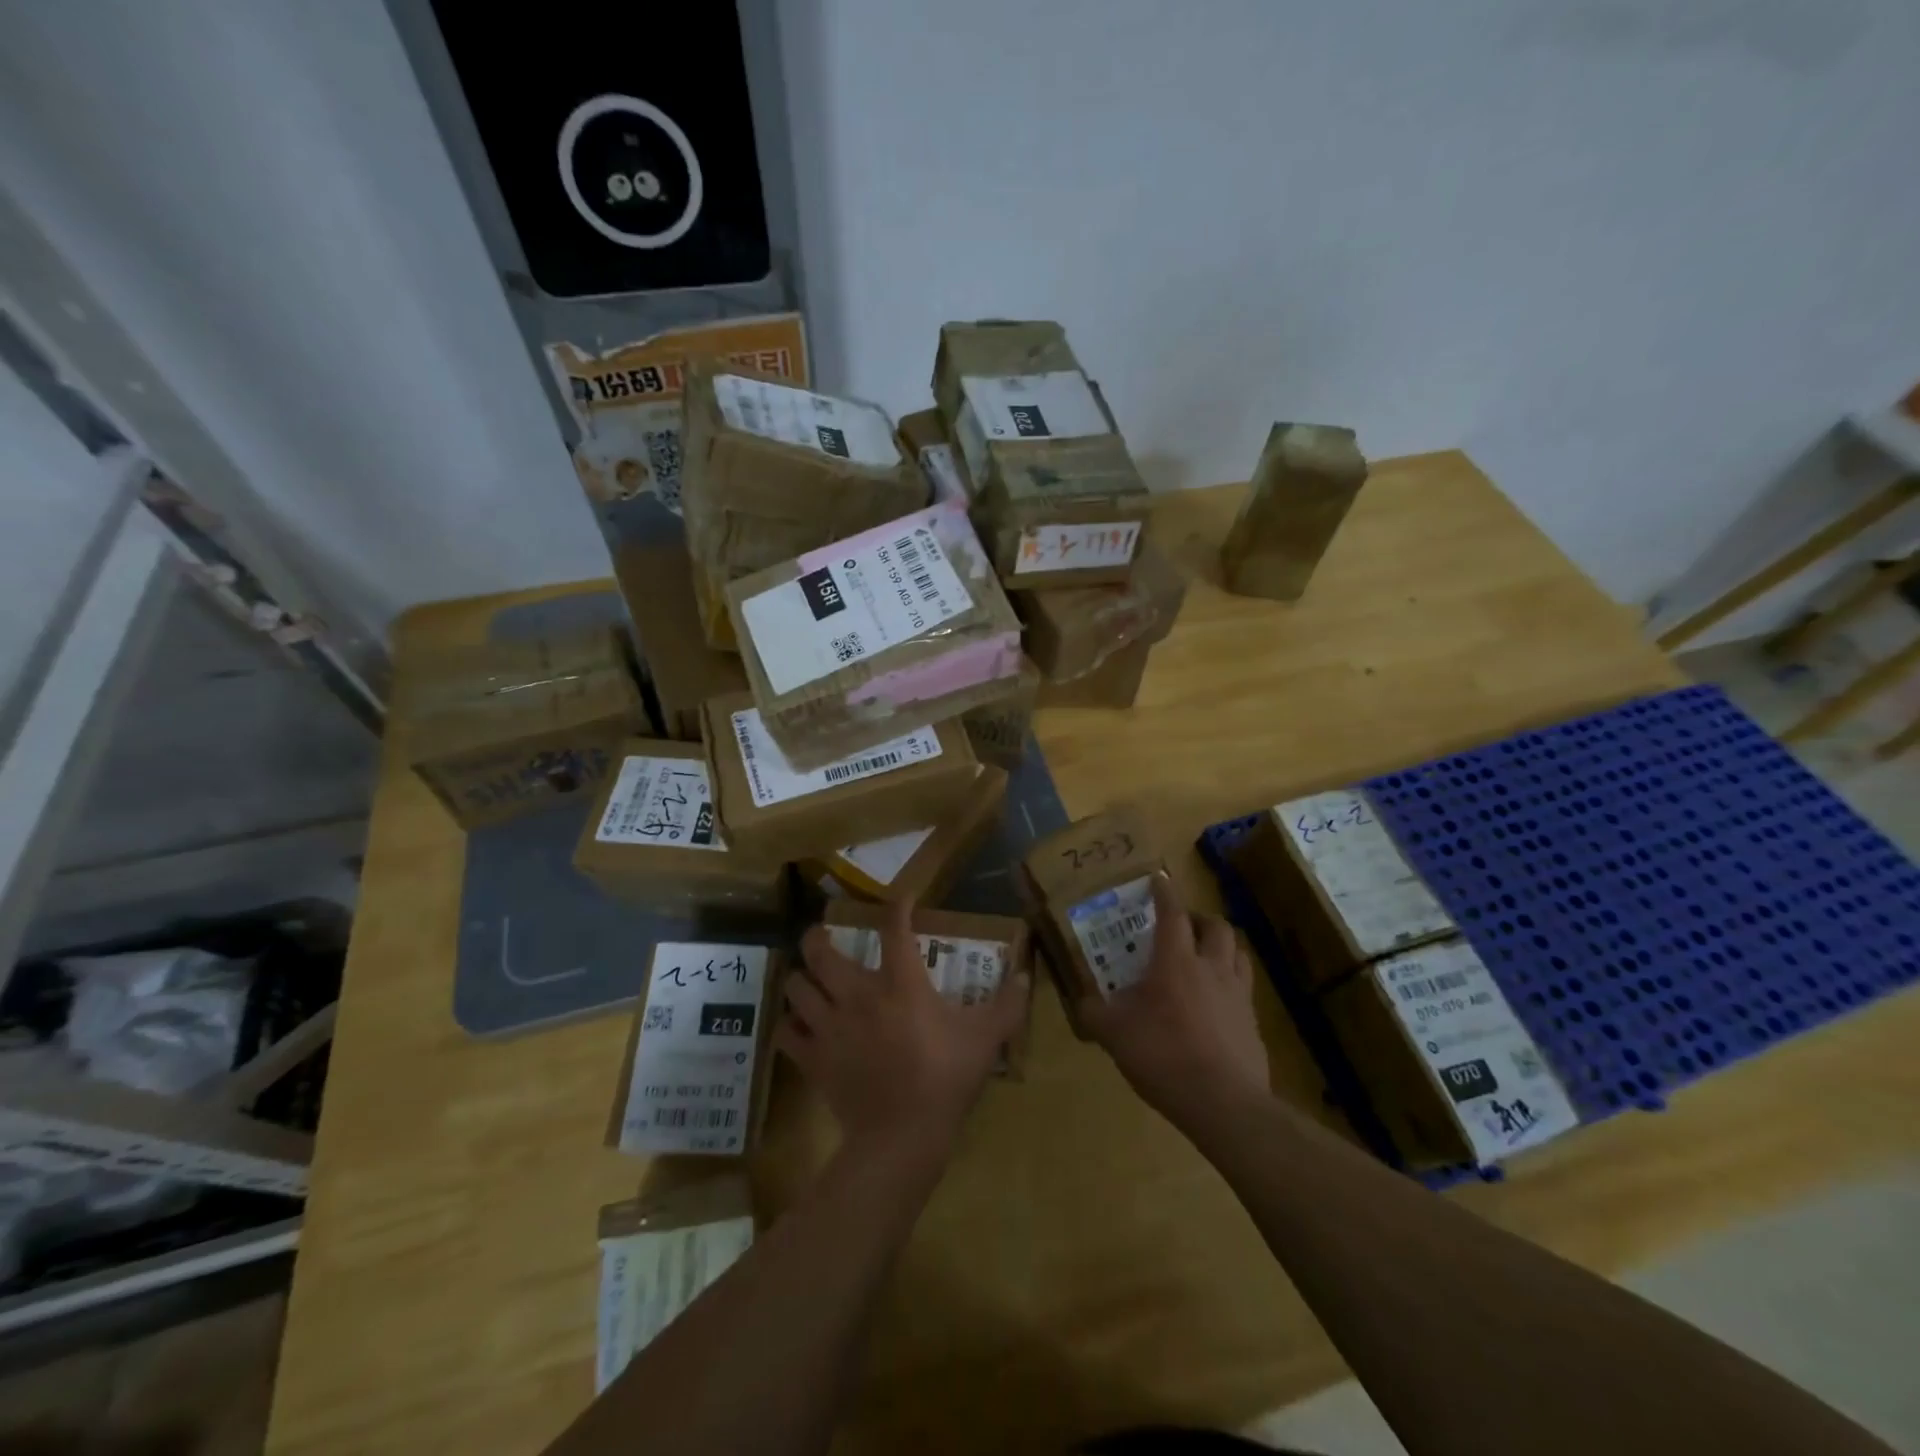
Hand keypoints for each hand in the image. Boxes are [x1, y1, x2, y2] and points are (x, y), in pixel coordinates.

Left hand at [779, 900, 1030, 1156]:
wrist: (902, 1137)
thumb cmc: (945, 1079)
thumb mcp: (986, 1039)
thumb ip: (1008, 1005)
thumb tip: (1026, 976)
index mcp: (900, 984)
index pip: (894, 929)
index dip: (896, 906)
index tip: (901, 898)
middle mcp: (857, 994)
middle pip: (819, 951)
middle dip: (817, 937)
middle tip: (823, 937)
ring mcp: (828, 1026)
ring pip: (795, 986)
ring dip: (801, 978)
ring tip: (810, 979)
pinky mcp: (811, 1058)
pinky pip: (785, 1031)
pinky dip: (789, 1023)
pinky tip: (801, 1024)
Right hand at [1076, 874, 1270, 1136]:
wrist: (1224, 1103)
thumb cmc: (1164, 1055)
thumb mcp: (1114, 1035)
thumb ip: (1094, 1013)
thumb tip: (1081, 1002)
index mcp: (1176, 961)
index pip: (1173, 913)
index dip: (1165, 893)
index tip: (1159, 880)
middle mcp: (1211, 968)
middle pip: (1216, 926)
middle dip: (1199, 918)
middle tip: (1183, 926)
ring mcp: (1238, 994)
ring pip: (1238, 952)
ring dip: (1221, 945)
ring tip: (1205, 956)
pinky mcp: (1253, 1023)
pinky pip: (1245, 988)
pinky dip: (1231, 982)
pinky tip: (1217, 1002)